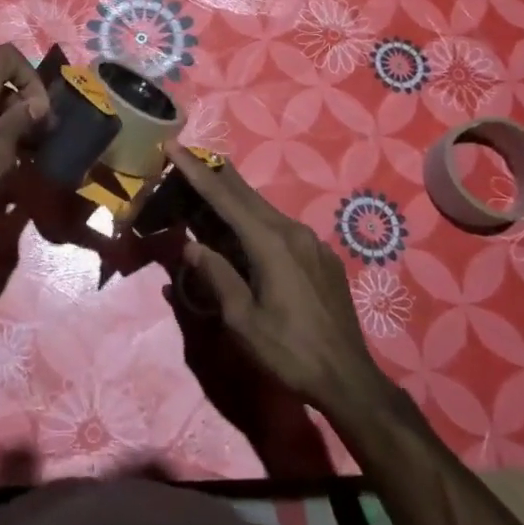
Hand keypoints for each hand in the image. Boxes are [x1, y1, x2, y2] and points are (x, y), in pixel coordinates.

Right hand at [152, 143, 387, 420]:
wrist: (350, 380)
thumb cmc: (290, 353)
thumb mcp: (242, 320)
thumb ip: (217, 276)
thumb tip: (191, 247)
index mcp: (270, 243)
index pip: (223, 197)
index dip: (194, 170)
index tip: (173, 145)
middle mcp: (292, 231)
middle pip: (245, 195)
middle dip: (213, 175)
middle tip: (186, 158)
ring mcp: (311, 242)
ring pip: (264, 210)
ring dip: (234, 199)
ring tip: (208, 194)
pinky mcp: (321, 256)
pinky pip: (281, 227)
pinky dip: (255, 220)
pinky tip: (245, 233)